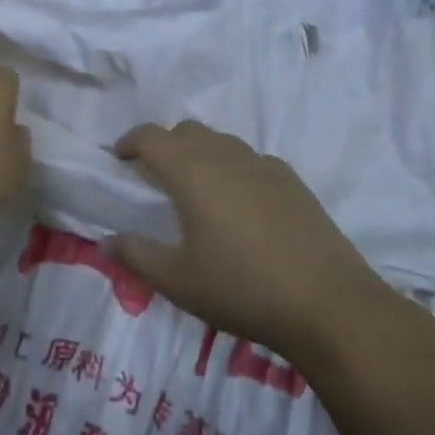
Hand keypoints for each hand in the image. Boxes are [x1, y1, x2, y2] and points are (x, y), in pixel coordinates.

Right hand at [108, 120, 394, 362]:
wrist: (328, 303)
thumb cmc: (241, 288)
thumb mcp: (178, 281)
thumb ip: (137, 255)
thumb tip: (106, 241)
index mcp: (191, 171)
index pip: (151, 136)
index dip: (130, 142)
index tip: (120, 158)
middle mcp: (226, 156)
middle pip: (187, 131)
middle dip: (165, 145)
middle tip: (156, 178)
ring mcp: (264, 165)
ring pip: (221, 142)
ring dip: (201, 154)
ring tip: (198, 191)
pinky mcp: (293, 181)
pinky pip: (251, 160)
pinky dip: (234, 169)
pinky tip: (241, 205)